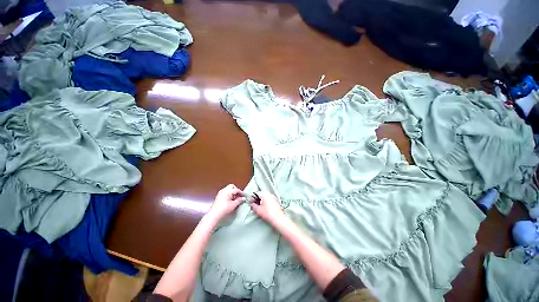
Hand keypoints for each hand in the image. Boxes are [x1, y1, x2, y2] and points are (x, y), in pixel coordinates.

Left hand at [207, 184, 244, 220]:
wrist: (214, 214)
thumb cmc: (224, 209)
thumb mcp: (234, 205)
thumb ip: (239, 200)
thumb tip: (243, 198)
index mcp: (228, 191)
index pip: (237, 190)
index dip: (241, 193)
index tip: (245, 196)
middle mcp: (224, 190)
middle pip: (232, 186)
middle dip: (236, 190)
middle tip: (239, 196)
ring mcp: (220, 193)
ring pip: (228, 189)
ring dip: (232, 192)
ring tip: (235, 199)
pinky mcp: (218, 196)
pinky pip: (225, 192)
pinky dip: (229, 194)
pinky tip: (231, 200)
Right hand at [250, 191, 286, 226]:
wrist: (278, 218)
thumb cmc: (267, 213)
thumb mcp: (257, 210)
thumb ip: (253, 205)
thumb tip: (252, 204)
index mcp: (264, 193)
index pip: (255, 194)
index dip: (251, 199)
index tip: (250, 204)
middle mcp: (269, 193)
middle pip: (260, 196)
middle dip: (256, 201)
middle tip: (253, 207)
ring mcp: (273, 197)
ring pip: (264, 198)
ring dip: (260, 203)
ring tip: (258, 210)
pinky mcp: (275, 201)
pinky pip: (268, 201)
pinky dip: (264, 204)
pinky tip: (263, 210)